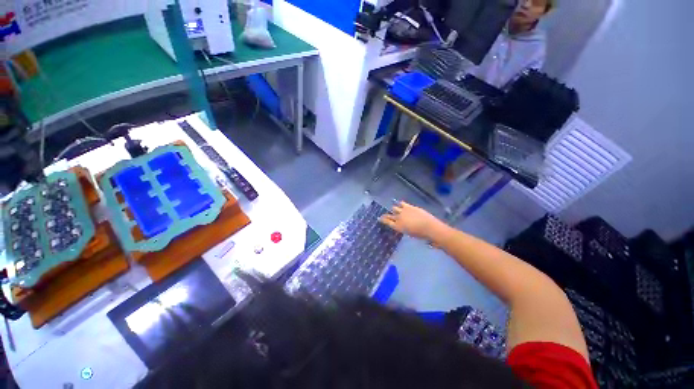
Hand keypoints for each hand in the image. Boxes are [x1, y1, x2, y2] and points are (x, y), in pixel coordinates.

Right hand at [380, 202, 446, 241]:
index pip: (387, 222)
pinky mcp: (408, 206)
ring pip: (394, 208)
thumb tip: (401, 225)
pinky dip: (400, 204)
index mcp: (397, 227)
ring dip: (394, 209)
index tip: (379, 218)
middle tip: (385, 215)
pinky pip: (401, 203)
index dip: (383, 220)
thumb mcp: (409, 233)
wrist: (429, 227)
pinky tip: (400, 204)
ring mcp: (403, 211)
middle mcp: (398, 218)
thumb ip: (403, 228)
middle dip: (386, 215)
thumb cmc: (420, 234)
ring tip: (395, 210)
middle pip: (389, 215)